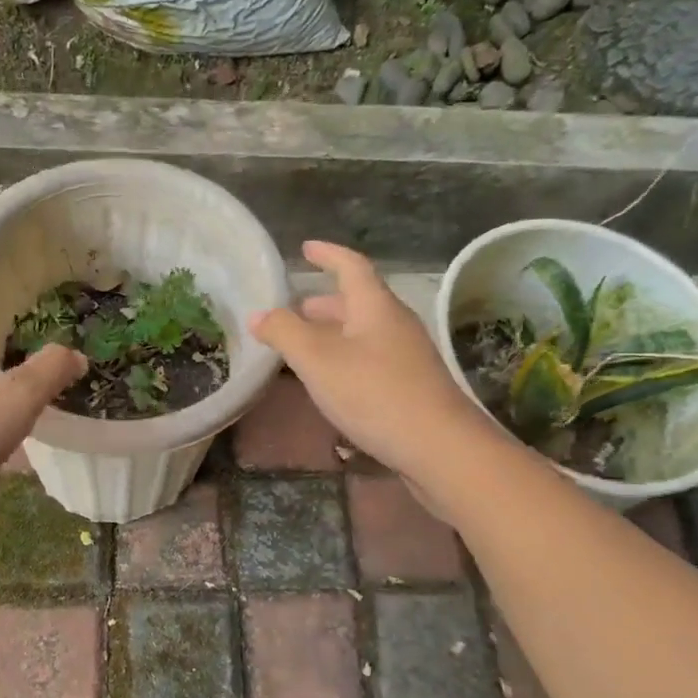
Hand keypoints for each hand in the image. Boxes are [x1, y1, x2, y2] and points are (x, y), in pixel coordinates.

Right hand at [251, 241, 491, 492]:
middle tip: (294, 307)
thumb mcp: (318, 360)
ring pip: (363, 333)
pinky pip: (370, 359)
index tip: (305, 249)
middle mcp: (395, 324)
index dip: (328, 254)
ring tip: (303, 346)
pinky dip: (344, 358)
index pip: (351, 266)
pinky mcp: (411, 387)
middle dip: (324, 302)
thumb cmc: (375, 393)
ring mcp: (407, 356)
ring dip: (333, 332)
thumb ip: (285, 333)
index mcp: (376, 307)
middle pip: (358, 302)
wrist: (440, 448)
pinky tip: (330, 381)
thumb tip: (258, 314)